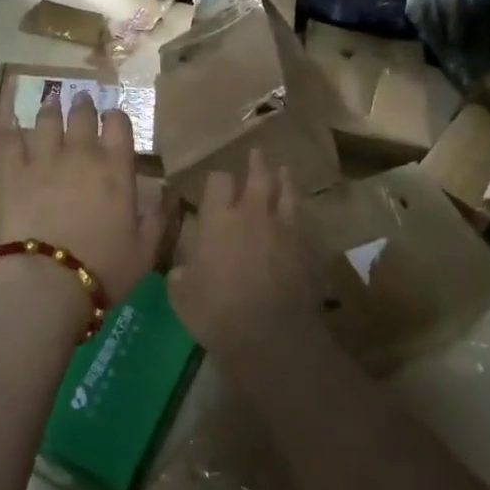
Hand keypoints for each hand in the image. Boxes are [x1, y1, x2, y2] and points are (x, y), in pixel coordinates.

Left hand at [0, 92, 164, 309]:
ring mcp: (44, 160)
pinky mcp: (12, 174)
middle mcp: (81, 155)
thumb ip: (156, 219)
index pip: (119, 126)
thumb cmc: (105, 269)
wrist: (48, 281)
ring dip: (51, 109)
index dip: (116, 117)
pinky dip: (11, 131)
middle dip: (84, 105)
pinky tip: (10, 125)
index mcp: (116, 169)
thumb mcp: (145, 250)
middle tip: (82, 98)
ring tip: (51, 102)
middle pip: (82, 116)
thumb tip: (163, 196)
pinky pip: (10, 143)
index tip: (113, 116)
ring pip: (46, 122)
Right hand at [169, 150, 320, 356]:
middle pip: (258, 177)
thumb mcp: (182, 296)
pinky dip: (299, 214)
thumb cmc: (217, 312)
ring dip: (284, 180)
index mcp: (219, 220)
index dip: (217, 179)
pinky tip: (299, 216)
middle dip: (256, 164)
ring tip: (284, 171)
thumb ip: (182, 276)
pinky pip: (304, 222)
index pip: (218, 182)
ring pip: (287, 193)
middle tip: (257, 153)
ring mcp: (285, 229)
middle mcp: (253, 215)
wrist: (271, 335)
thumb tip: (184, 271)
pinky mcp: (308, 249)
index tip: (216, 182)